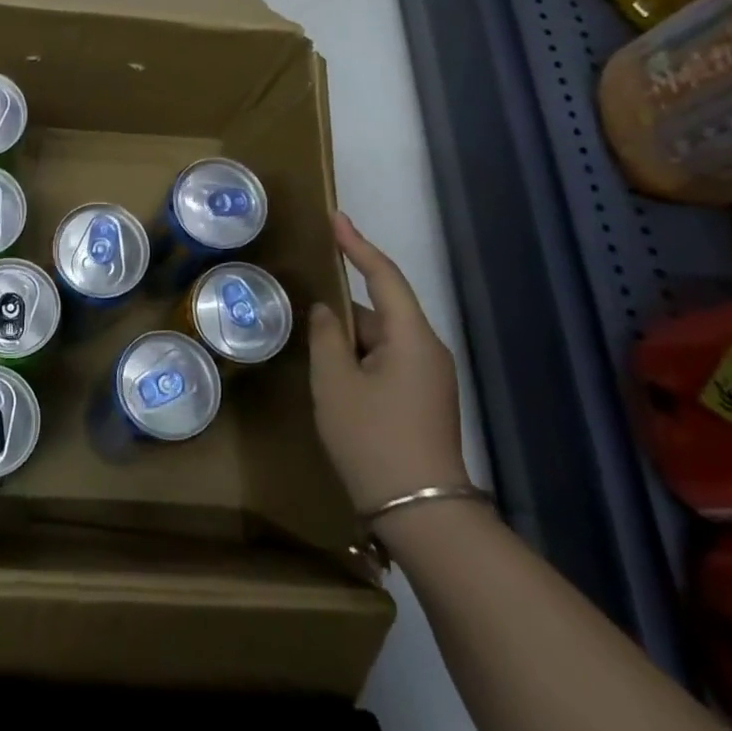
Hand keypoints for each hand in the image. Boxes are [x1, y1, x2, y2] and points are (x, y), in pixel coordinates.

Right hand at [309, 212, 471, 517]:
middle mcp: (427, 350)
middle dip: (343, 307)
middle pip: (381, 309)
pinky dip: (358, 358)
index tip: (334, 219)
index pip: (383, 275)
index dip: (357, 244)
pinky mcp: (423, 399)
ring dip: (348, 338)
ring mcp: (429, 377)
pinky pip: (386, 361)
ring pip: (380, 338)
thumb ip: (326, 335)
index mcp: (411, 336)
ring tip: (311, 346)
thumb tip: (326, 310)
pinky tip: (333, 375)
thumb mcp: (335, 382)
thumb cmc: (372, 437)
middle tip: (302, 305)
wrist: (420, 511)